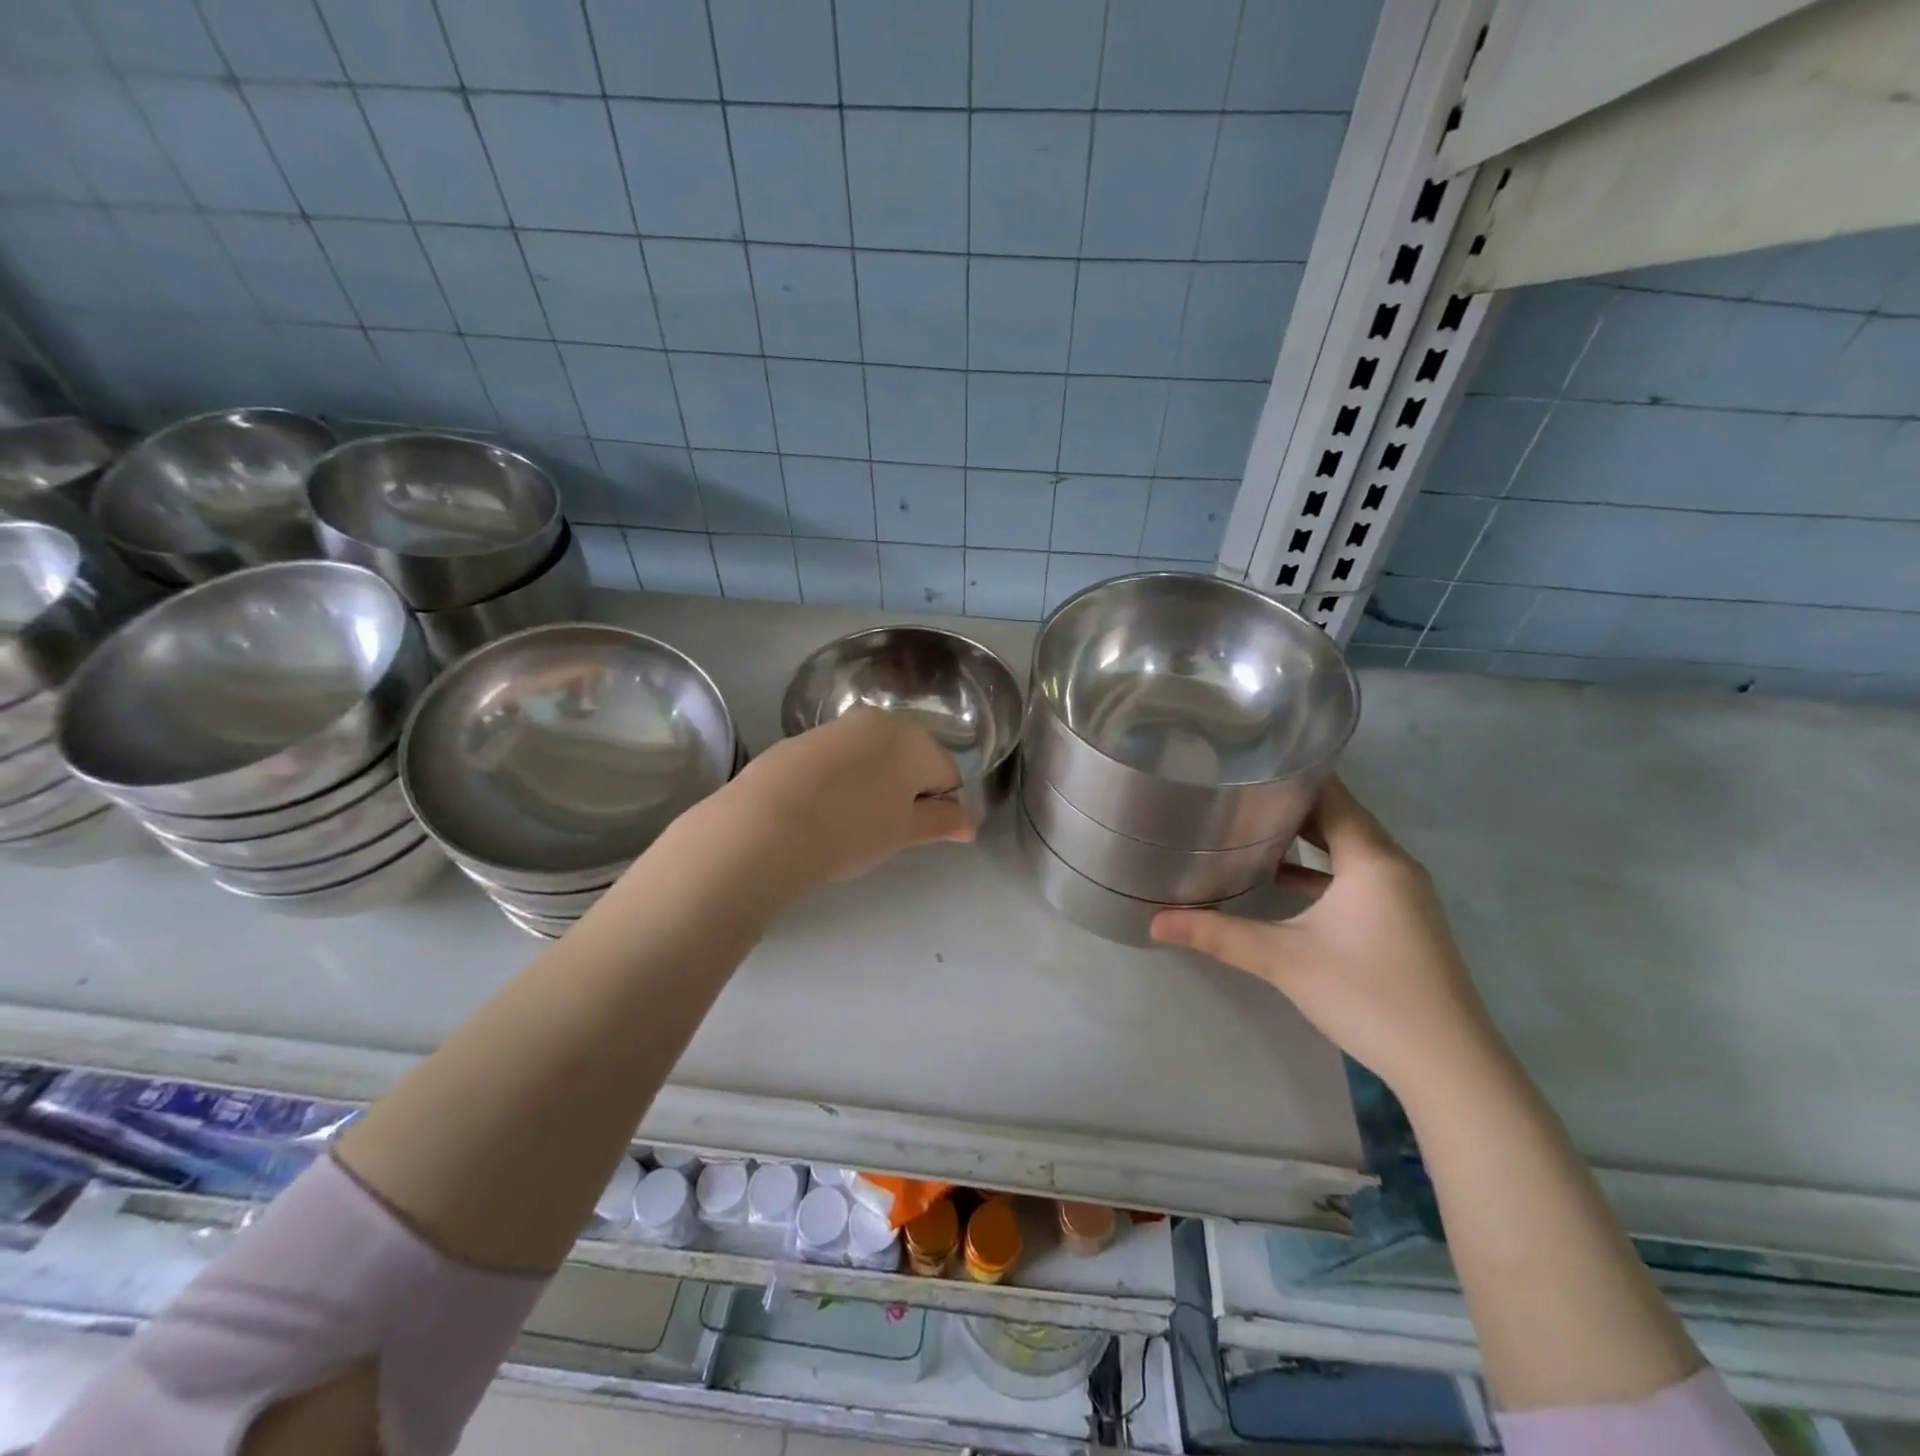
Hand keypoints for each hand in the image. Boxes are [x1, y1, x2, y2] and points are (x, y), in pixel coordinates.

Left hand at [704, 708, 974, 894]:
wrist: (765, 825)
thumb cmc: (852, 829)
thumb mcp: (904, 832)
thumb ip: (942, 822)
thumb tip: (969, 822)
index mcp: (914, 740)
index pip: (947, 774)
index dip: (942, 808)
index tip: (920, 835)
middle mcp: (878, 721)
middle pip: (908, 759)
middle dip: (907, 791)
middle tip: (887, 830)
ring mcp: (836, 727)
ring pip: (871, 758)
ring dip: (872, 785)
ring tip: (850, 823)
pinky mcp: (800, 740)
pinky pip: (837, 761)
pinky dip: (839, 782)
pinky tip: (820, 812)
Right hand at [1150, 778, 1499, 1100]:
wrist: (1449, 1066)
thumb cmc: (1367, 995)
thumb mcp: (1283, 960)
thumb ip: (1218, 934)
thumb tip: (1154, 921)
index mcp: (1372, 859)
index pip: (1333, 794)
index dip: (1292, 774)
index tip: (1248, 759)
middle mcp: (1394, 866)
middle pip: (1341, 817)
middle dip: (1292, 804)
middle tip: (1237, 790)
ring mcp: (1404, 895)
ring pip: (1350, 848)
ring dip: (1308, 837)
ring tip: (1253, 826)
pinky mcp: (1404, 921)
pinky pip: (1359, 876)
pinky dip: (1324, 869)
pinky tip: (1285, 881)